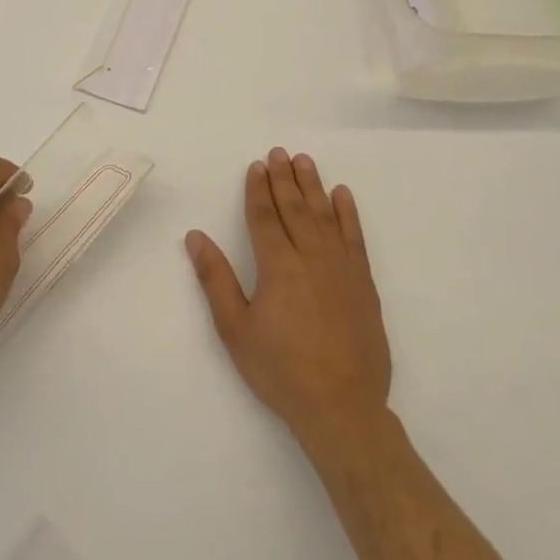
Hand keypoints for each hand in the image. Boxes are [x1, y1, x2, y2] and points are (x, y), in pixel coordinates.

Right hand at [186, 148, 391, 454]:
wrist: (342, 406)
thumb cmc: (280, 370)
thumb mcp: (235, 328)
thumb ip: (215, 279)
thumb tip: (195, 237)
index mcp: (277, 265)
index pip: (265, 216)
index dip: (258, 189)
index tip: (256, 166)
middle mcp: (310, 256)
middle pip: (295, 207)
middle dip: (284, 178)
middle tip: (278, 153)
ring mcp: (341, 267)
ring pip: (325, 215)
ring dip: (313, 186)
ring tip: (305, 161)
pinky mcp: (363, 283)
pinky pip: (355, 237)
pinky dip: (349, 213)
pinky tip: (343, 195)